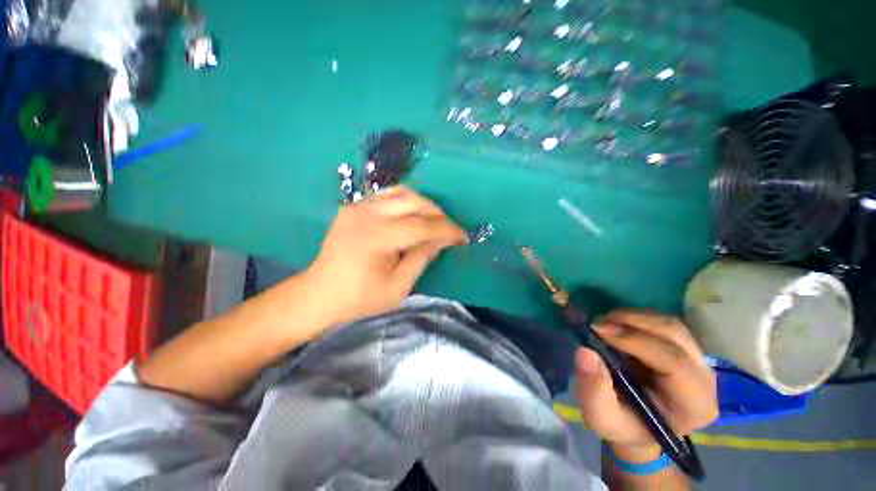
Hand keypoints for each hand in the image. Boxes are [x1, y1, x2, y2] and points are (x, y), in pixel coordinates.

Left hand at [305, 187, 467, 326]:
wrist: (318, 295)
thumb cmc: (359, 299)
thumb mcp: (398, 286)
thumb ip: (422, 257)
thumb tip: (443, 239)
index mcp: (376, 236)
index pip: (422, 225)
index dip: (447, 229)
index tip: (463, 237)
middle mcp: (366, 213)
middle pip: (413, 201)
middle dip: (437, 214)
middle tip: (448, 231)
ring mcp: (358, 206)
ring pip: (402, 192)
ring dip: (423, 205)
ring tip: (432, 223)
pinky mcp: (354, 207)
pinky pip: (387, 195)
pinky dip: (405, 203)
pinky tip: (411, 217)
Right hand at [574, 310, 717, 460]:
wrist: (637, 426)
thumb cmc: (622, 424)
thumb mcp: (601, 416)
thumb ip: (593, 389)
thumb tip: (585, 351)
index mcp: (694, 404)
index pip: (674, 361)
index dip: (634, 340)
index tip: (597, 330)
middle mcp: (705, 379)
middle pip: (675, 335)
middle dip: (632, 322)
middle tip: (597, 323)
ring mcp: (699, 361)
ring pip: (670, 324)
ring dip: (633, 317)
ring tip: (605, 323)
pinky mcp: (686, 349)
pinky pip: (664, 324)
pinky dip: (636, 319)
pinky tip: (617, 327)